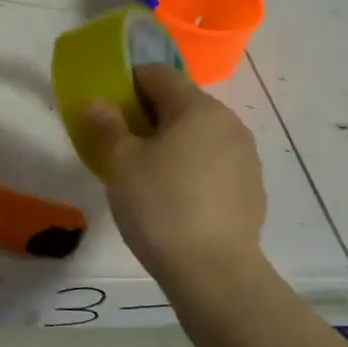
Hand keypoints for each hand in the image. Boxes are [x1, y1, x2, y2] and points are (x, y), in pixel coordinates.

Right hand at [79, 65, 266, 283]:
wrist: (214, 272)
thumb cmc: (161, 207)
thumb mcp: (121, 163)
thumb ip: (106, 125)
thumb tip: (96, 102)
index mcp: (198, 108)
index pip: (158, 74)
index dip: (126, 84)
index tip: (106, 111)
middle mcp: (228, 123)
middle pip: (180, 103)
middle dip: (147, 116)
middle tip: (119, 146)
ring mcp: (245, 157)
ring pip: (198, 135)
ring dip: (170, 143)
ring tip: (145, 176)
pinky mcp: (251, 188)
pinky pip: (213, 163)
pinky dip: (191, 169)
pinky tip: (174, 200)